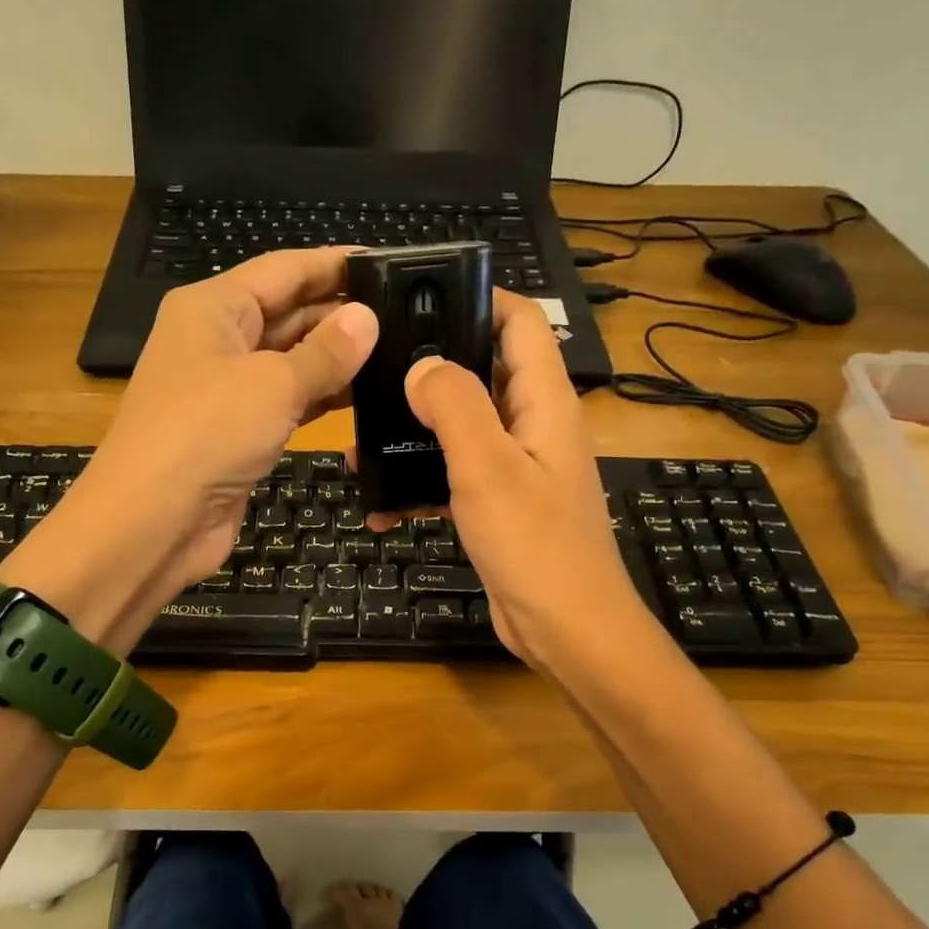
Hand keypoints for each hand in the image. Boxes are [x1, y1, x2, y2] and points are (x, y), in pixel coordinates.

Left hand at [0, 250, 377, 650]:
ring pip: (291, 361)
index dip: (335, 265)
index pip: (284, 269)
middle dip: (342, 315)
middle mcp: (218, 340)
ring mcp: (227, 389)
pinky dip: (322, 398)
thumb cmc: (206, 434)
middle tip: (409, 315)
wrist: (152, 523)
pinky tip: (366, 396)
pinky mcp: (239, 432)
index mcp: (214, 307)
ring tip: (401, 353)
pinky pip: (287, 402)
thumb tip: (367, 319)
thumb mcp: (272, 384)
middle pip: (288, 312)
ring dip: (337, 360)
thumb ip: (326, 352)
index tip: (389, 265)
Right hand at [375, 291, 655, 671]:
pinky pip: (454, 479)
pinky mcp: (500, 507)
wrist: (566, 631)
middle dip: (429, 369)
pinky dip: (420, 485)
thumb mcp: (488, 467)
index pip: (520, 322)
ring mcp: (517, 468)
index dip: (479, 297)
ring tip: (361, 441)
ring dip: (415, 434)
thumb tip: (421, 365)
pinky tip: (380, 505)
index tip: (420, 297)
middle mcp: (533, 426)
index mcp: (544, 402)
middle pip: (482, 373)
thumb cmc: (535, 545)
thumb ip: (455, 405)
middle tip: (372, 370)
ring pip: (461, 430)